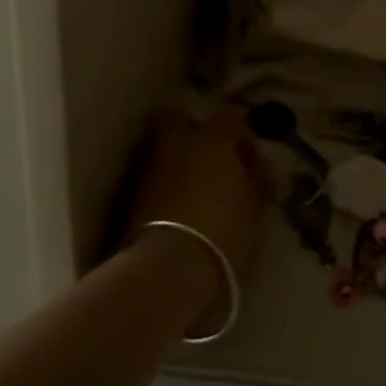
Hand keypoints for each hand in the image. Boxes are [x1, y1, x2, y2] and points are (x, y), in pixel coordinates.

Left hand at [125, 107, 267, 327]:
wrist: (169, 267)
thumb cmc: (223, 231)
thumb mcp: (253, 207)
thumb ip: (255, 181)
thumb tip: (254, 169)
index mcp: (213, 139)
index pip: (230, 117)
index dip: (241, 137)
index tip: (249, 163)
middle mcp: (177, 143)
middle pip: (177, 117)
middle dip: (191, 130)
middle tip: (208, 158)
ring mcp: (150, 167)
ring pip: (161, 148)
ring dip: (176, 161)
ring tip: (193, 190)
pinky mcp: (131, 195)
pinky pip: (151, 177)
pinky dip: (162, 185)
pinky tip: (176, 208)